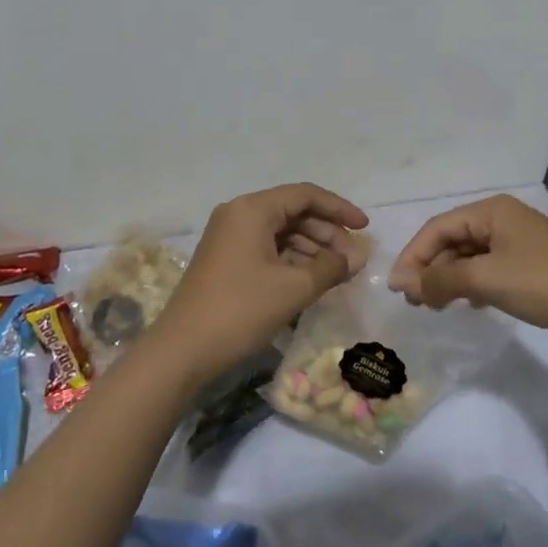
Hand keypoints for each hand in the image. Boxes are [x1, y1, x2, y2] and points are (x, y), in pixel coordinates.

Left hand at [146, 183, 369, 387]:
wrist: (182, 351)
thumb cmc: (240, 311)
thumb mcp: (293, 288)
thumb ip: (330, 267)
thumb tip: (357, 257)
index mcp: (252, 209)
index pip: (305, 195)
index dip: (339, 208)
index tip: (365, 228)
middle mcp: (238, 214)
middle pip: (293, 212)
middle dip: (327, 233)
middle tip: (353, 260)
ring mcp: (228, 237)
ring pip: (281, 232)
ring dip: (311, 248)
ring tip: (337, 273)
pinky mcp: (226, 260)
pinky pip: (267, 248)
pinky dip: (292, 260)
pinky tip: (311, 279)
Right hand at [389, 194, 547, 340]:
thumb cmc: (544, 283)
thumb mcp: (486, 280)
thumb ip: (441, 280)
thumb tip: (402, 283)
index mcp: (490, 210)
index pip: (437, 228)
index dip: (413, 256)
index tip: (398, 289)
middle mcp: (501, 217)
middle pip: (452, 239)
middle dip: (430, 268)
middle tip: (415, 302)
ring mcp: (518, 238)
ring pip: (469, 254)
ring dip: (448, 278)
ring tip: (435, 306)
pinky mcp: (530, 260)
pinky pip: (488, 265)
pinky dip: (471, 282)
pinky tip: (469, 303)